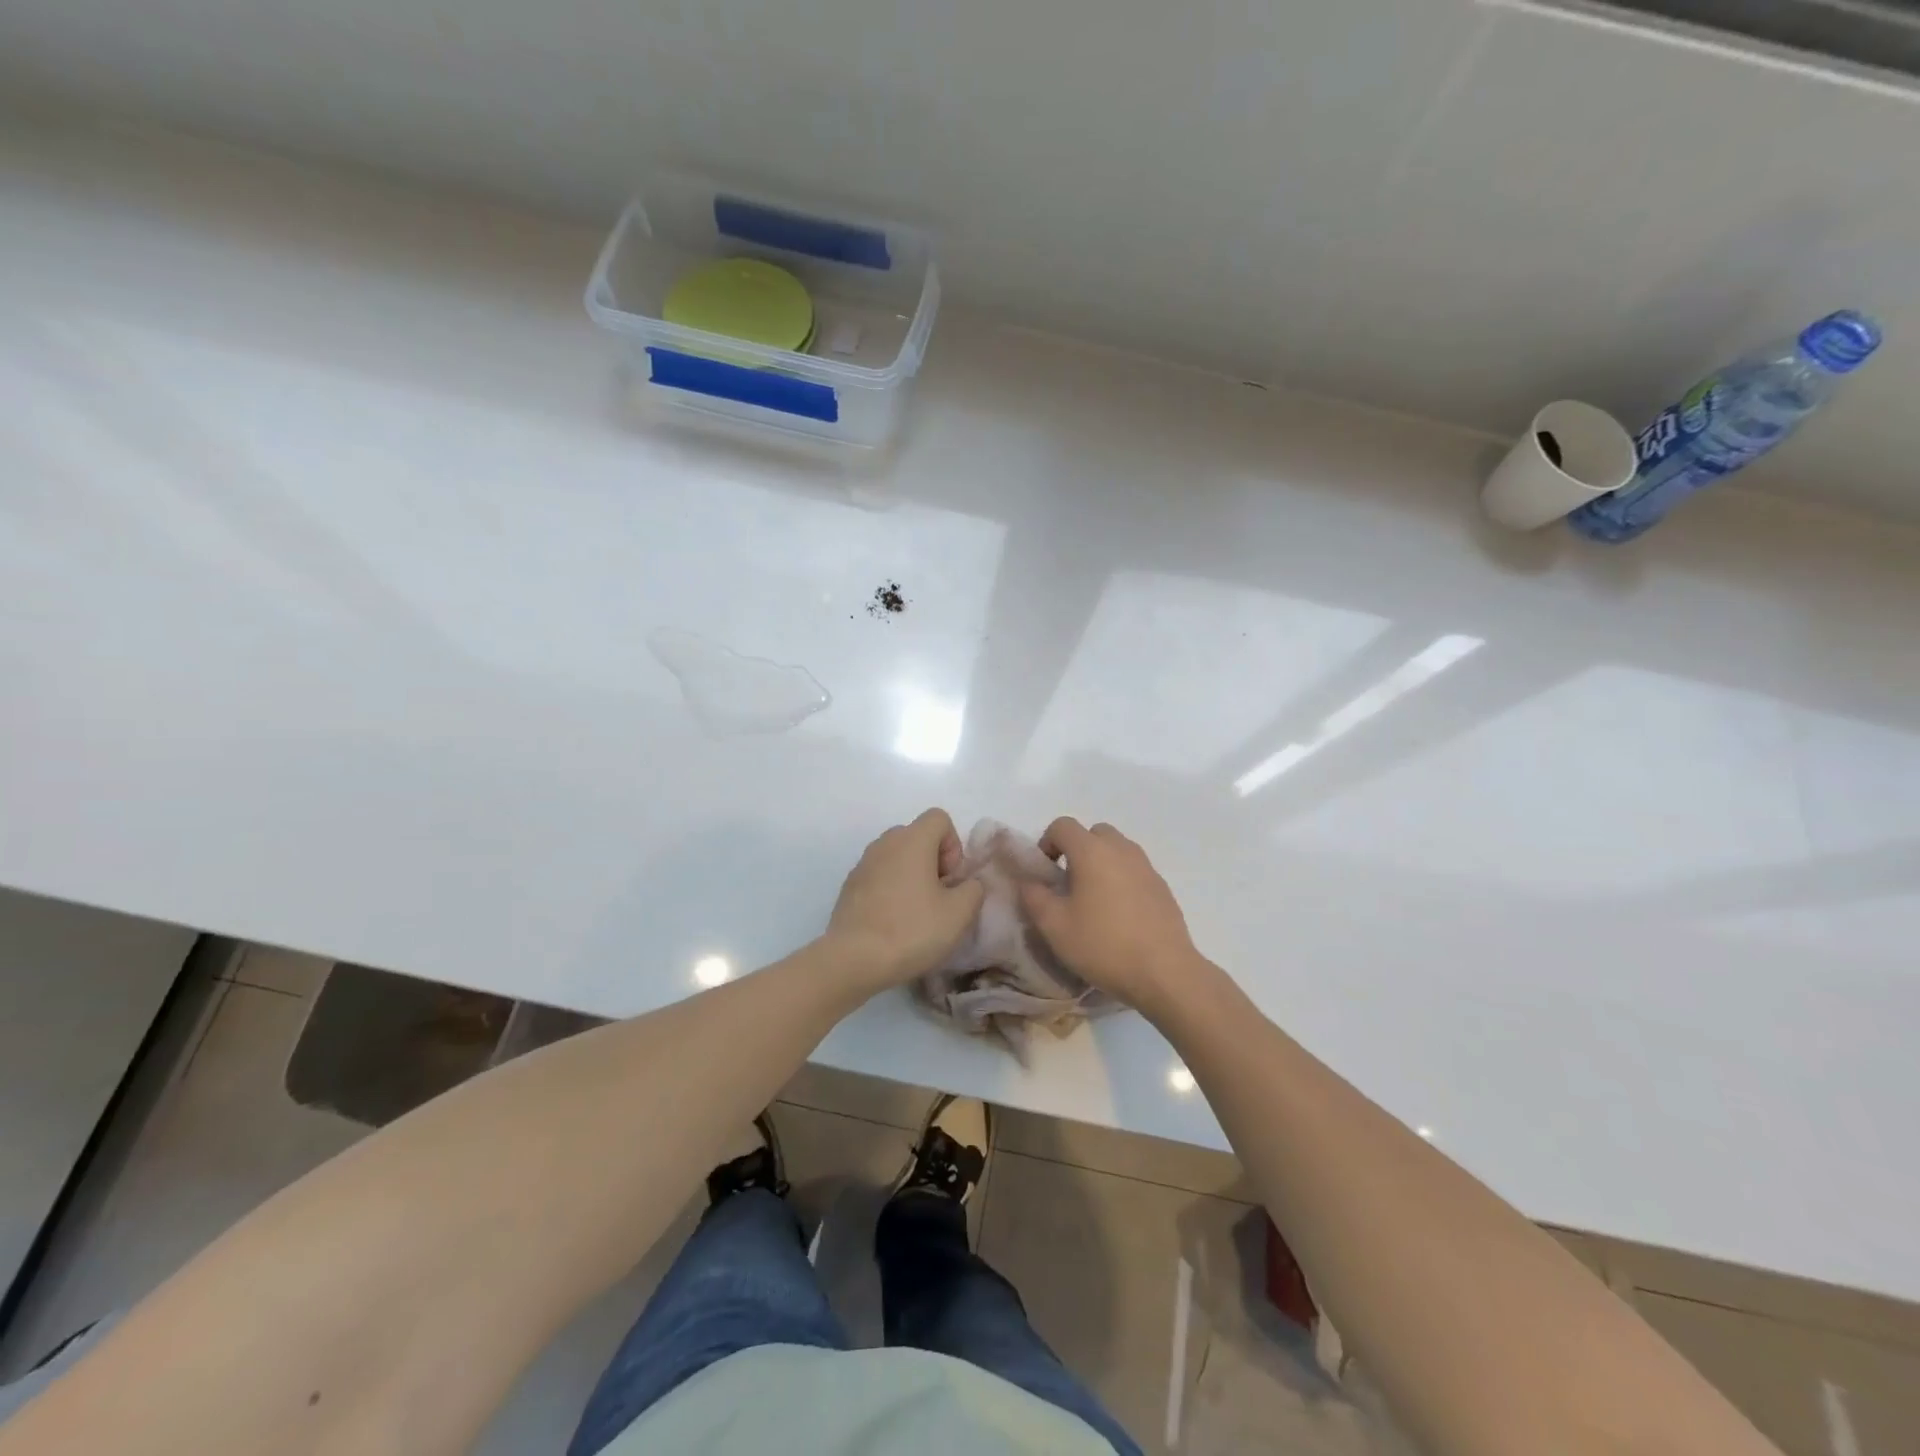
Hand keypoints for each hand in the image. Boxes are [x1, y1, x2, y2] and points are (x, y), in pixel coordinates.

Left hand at [825, 810, 985, 991]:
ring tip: (916, 913)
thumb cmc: (911, 930)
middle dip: (933, 861)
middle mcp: (885, 843)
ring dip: (912, 876)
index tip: (950, 879)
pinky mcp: (849, 886)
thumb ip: (973, 889)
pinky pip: (879, 876)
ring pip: (897, 857)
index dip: (953, 845)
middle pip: (918, 836)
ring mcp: (863, 864)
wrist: (853, 959)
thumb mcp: (959, 913)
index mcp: (912, 840)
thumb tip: (967, 883)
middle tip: (938, 897)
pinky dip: (890, 890)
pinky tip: (893, 923)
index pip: (939, 818)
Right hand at [1020, 818, 1203, 1014]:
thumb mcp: (1054, 926)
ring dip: (1101, 864)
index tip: (1045, 873)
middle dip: (1077, 850)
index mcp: (1092, 851)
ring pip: (1117, 850)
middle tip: (1069, 884)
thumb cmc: (1103, 945)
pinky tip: (1120, 916)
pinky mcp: (1162, 887)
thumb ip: (1034, 897)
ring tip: (1094, 901)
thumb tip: (1029, 882)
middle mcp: (1121, 849)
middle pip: (1093, 833)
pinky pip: (1134, 870)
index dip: (1047, 843)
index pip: (1062, 825)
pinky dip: (1122, 880)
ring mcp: (1146, 866)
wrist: (1165, 972)